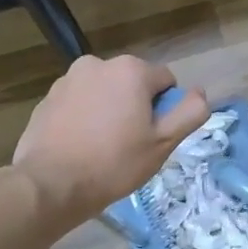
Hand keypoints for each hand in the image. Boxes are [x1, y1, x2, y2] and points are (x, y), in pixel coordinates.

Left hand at [6, 55, 210, 226]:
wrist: (50, 184)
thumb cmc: (114, 163)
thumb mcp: (163, 143)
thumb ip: (190, 112)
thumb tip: (199, 93)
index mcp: (131, 70)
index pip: (166, 82)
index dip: (165, 111)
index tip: (152, 137)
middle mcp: (98, 64)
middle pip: (134, 84)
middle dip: (136, 107)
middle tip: (130, 144)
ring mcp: (68, 79)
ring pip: (105, 93)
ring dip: (110, 111)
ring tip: (102, 147)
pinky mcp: (48, 98)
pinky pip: (80, 103)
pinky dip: (85, 117)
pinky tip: (81, 146)